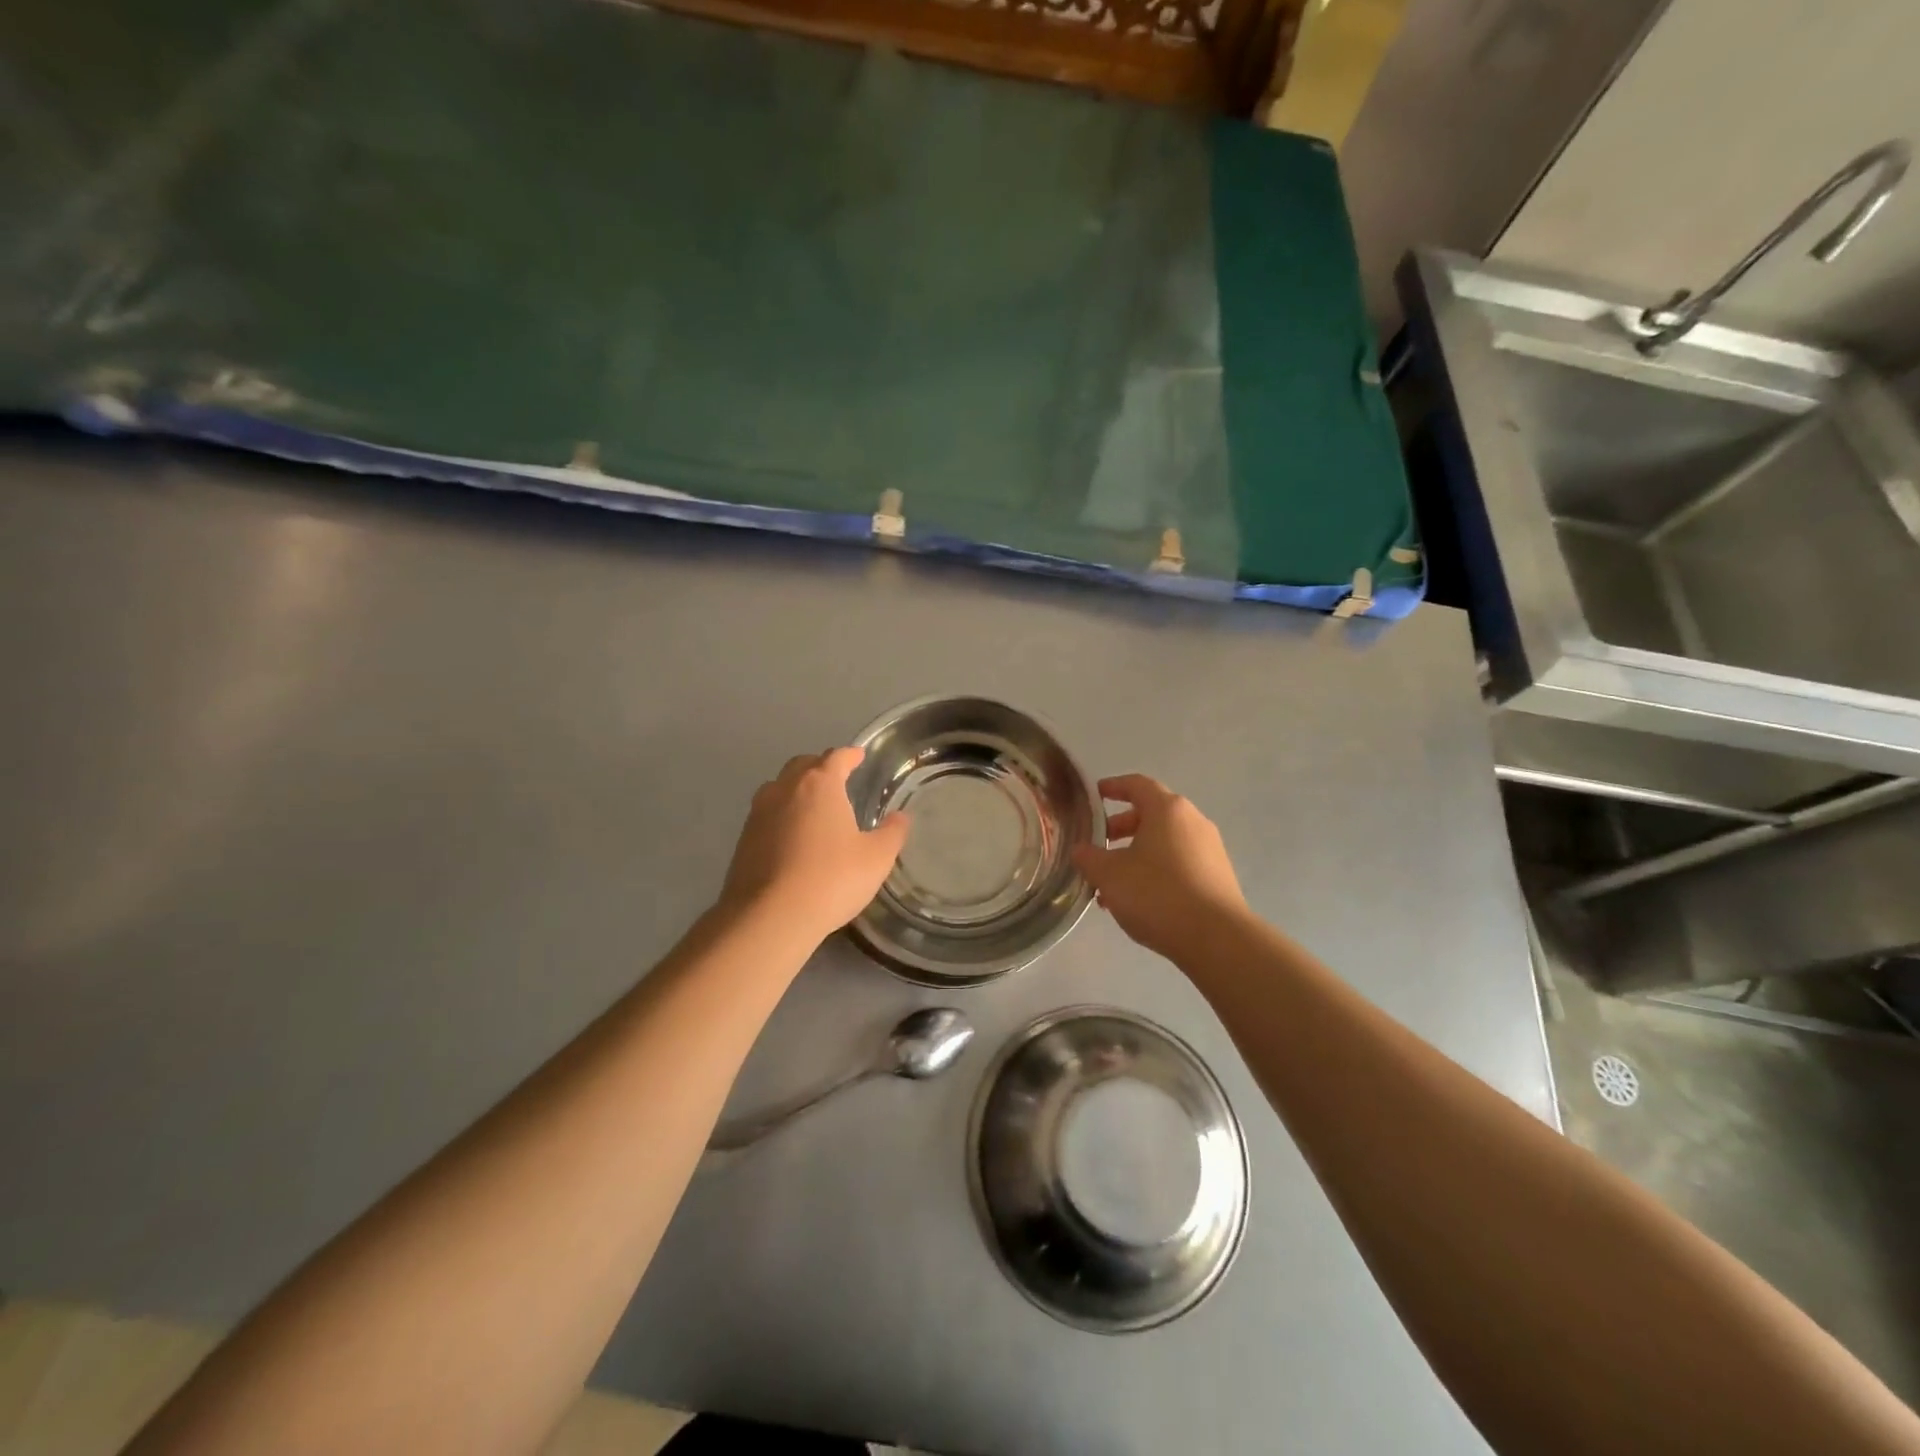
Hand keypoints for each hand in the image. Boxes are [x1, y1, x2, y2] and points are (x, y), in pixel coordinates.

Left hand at [719, 747, 909, 946]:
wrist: (769, 917)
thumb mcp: (876, 858)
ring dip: (795, 789)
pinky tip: (791, 837)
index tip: (859, 756)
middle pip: (802, 765)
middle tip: (836, 779)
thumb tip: (900, 817)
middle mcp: (785, 789)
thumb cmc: (831, 879)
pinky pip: (766, 814)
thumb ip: (892, 833)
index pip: (836, 757)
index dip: (850, 755)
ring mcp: (758, 813)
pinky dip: (781, 815)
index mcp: (820, 785)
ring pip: (779, 788)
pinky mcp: (743, 839)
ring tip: (812, 806)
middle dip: (820, 767)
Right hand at [1073, 774, 1246, 959]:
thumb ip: (1088, 858)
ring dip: (1136, 855)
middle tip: (1098, 847)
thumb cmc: (1157, 894)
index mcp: (1167, 809)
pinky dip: (1156, 871)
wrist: (1217, 939)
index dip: (1113, 787)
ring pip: (1164, 843)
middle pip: (1151, 814)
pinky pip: (1179, 863)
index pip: (1137, 784)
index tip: (1094, 795)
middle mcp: (1193, 821)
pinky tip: (1138, 901)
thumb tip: (1080, 850)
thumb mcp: (1109, 875)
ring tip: (1112, 884)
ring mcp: (1210, 849)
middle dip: (1121, 829)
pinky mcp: (1218, 877)